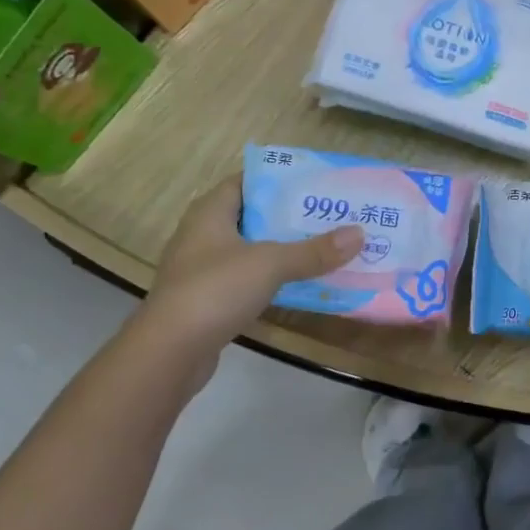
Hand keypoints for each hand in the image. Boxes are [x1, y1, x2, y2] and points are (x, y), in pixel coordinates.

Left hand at [143, 175, 361, 357]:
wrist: (170, 351)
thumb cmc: (215, 291)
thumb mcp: (270, 264)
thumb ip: (314, 250)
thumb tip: (359, 234)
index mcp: (210, 213)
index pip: (245, 181)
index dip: (278, 178)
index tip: (315, 182)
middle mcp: (203, 235)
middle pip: (252, 215)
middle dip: (290, 215)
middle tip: (330, 214)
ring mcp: (204, 269)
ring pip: (252, 249)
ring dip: (284, 248)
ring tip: (325, 245)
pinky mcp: (210, 299)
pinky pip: (249, 278)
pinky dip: (274, 277)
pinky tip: (302, 281)